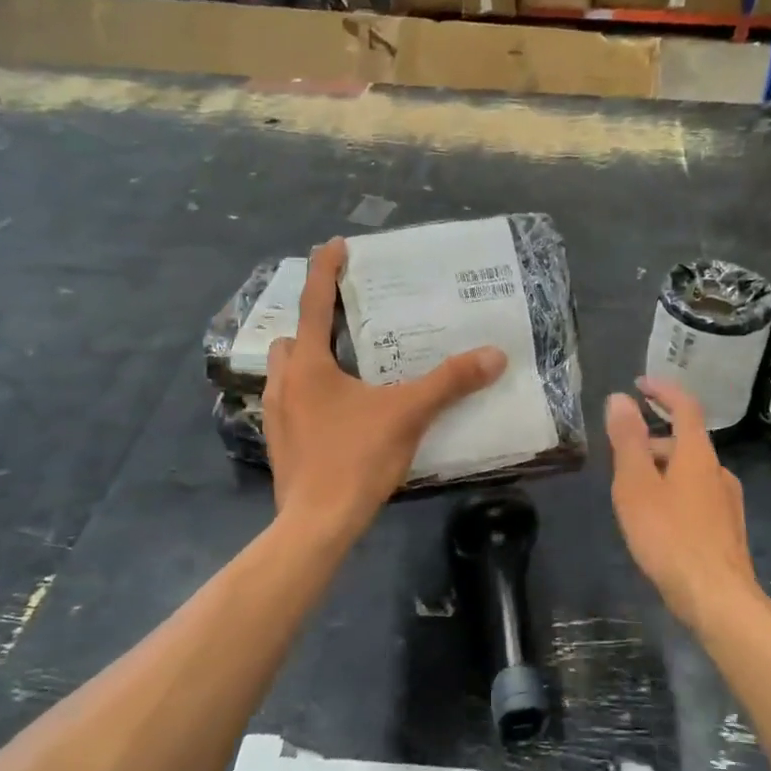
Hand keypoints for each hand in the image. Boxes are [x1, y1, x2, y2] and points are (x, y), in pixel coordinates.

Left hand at [263, 238, 505, 541]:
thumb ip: (450, 382)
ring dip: (310, 364)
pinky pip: (293, 404)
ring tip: (347, 372)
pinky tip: (341, 416)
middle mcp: (283, 383)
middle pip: (292, 339)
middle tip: (348, 329)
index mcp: (308, 365)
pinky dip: (312, 398)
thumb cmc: (355, 459)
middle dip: (314, 327)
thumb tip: (494, 355)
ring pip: (287, 374)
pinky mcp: (280, 444)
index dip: (325, 270)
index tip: (334, 244)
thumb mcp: (408, 414)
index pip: (315, 303)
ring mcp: (276, 416)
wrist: (316, 525)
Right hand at [605, 378, 760, 629]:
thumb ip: (628, 440)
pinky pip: (695, 496)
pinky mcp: (727, 529)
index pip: (685, 406)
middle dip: (651, 441)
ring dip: (661, 470)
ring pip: (689, 472)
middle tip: (619, 460)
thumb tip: (620, 398)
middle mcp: (718, 471)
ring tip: (632, 496)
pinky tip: (657, 523)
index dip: (663, 390)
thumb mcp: (636, 485)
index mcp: (698, 454)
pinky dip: (673, 493)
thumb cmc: (669, 536)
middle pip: (685, 441)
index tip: (639, 383)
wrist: (717, 598)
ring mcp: (727, 502)